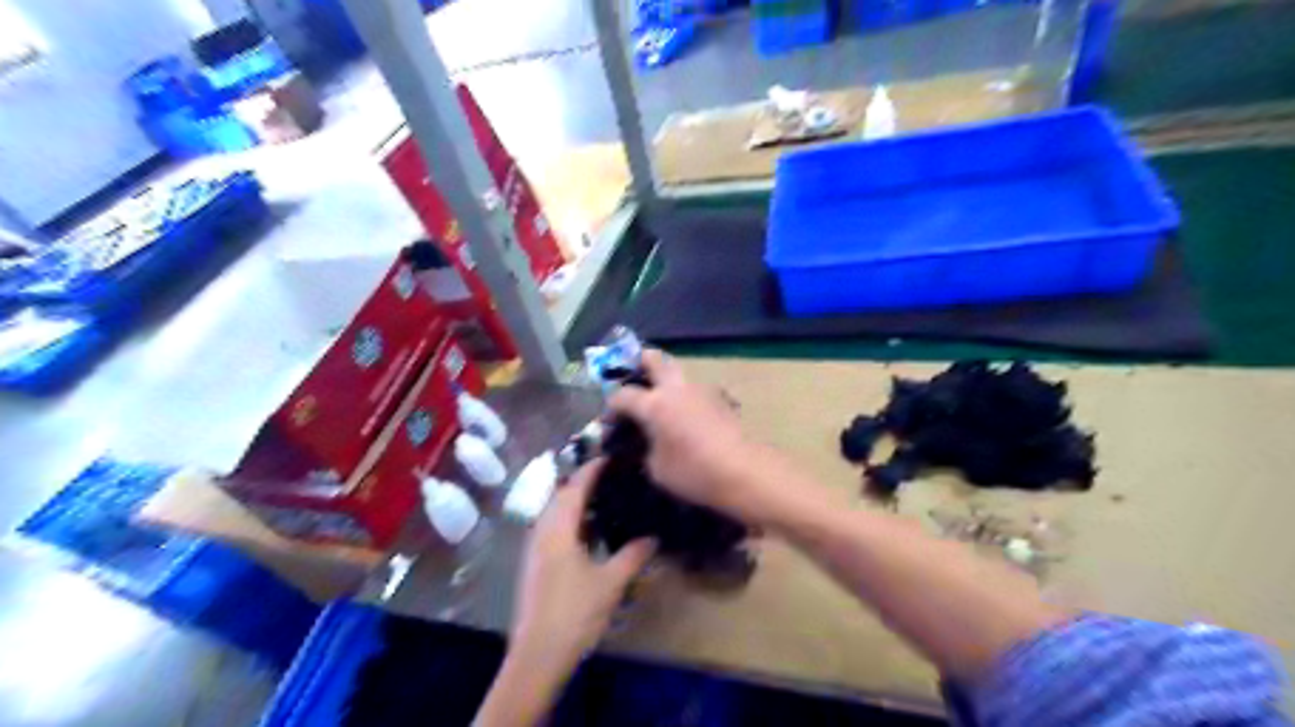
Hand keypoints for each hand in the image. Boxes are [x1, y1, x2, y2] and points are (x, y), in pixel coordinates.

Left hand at [512, 464, 659, 672]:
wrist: (537, 655)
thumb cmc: (574, 613)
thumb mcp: (610, 583)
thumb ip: (632, 556)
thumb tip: (654, 537)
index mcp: (558, 530)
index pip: (574, 488)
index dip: (591, 470)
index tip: (610, 457)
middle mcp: (542, 532)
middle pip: (560, 497)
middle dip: (582, 483)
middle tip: (610, 476)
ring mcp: (535, 550)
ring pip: (554, 514)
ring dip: (575, 503)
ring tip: (603, 500)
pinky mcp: (534, 566)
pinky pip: (553, 530)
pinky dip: (570, 522)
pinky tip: (588, 534)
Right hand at [611, 349, 799, 525]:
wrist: (744, 471)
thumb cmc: (694, 473)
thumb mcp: (657, 469)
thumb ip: (646, 449)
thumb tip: (648, 442)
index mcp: (654, 404)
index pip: (623, 395)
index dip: (612, 405)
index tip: (611, 418)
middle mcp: (676, 388)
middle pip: (653, 358)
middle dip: (639, 362)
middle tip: (632, 375)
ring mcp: (701, 390)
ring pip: (678, 372)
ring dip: (666, 381)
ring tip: (662, 403)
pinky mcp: (720, 398)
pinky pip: (695, 390)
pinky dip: (686, 397)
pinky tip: (687, 417)